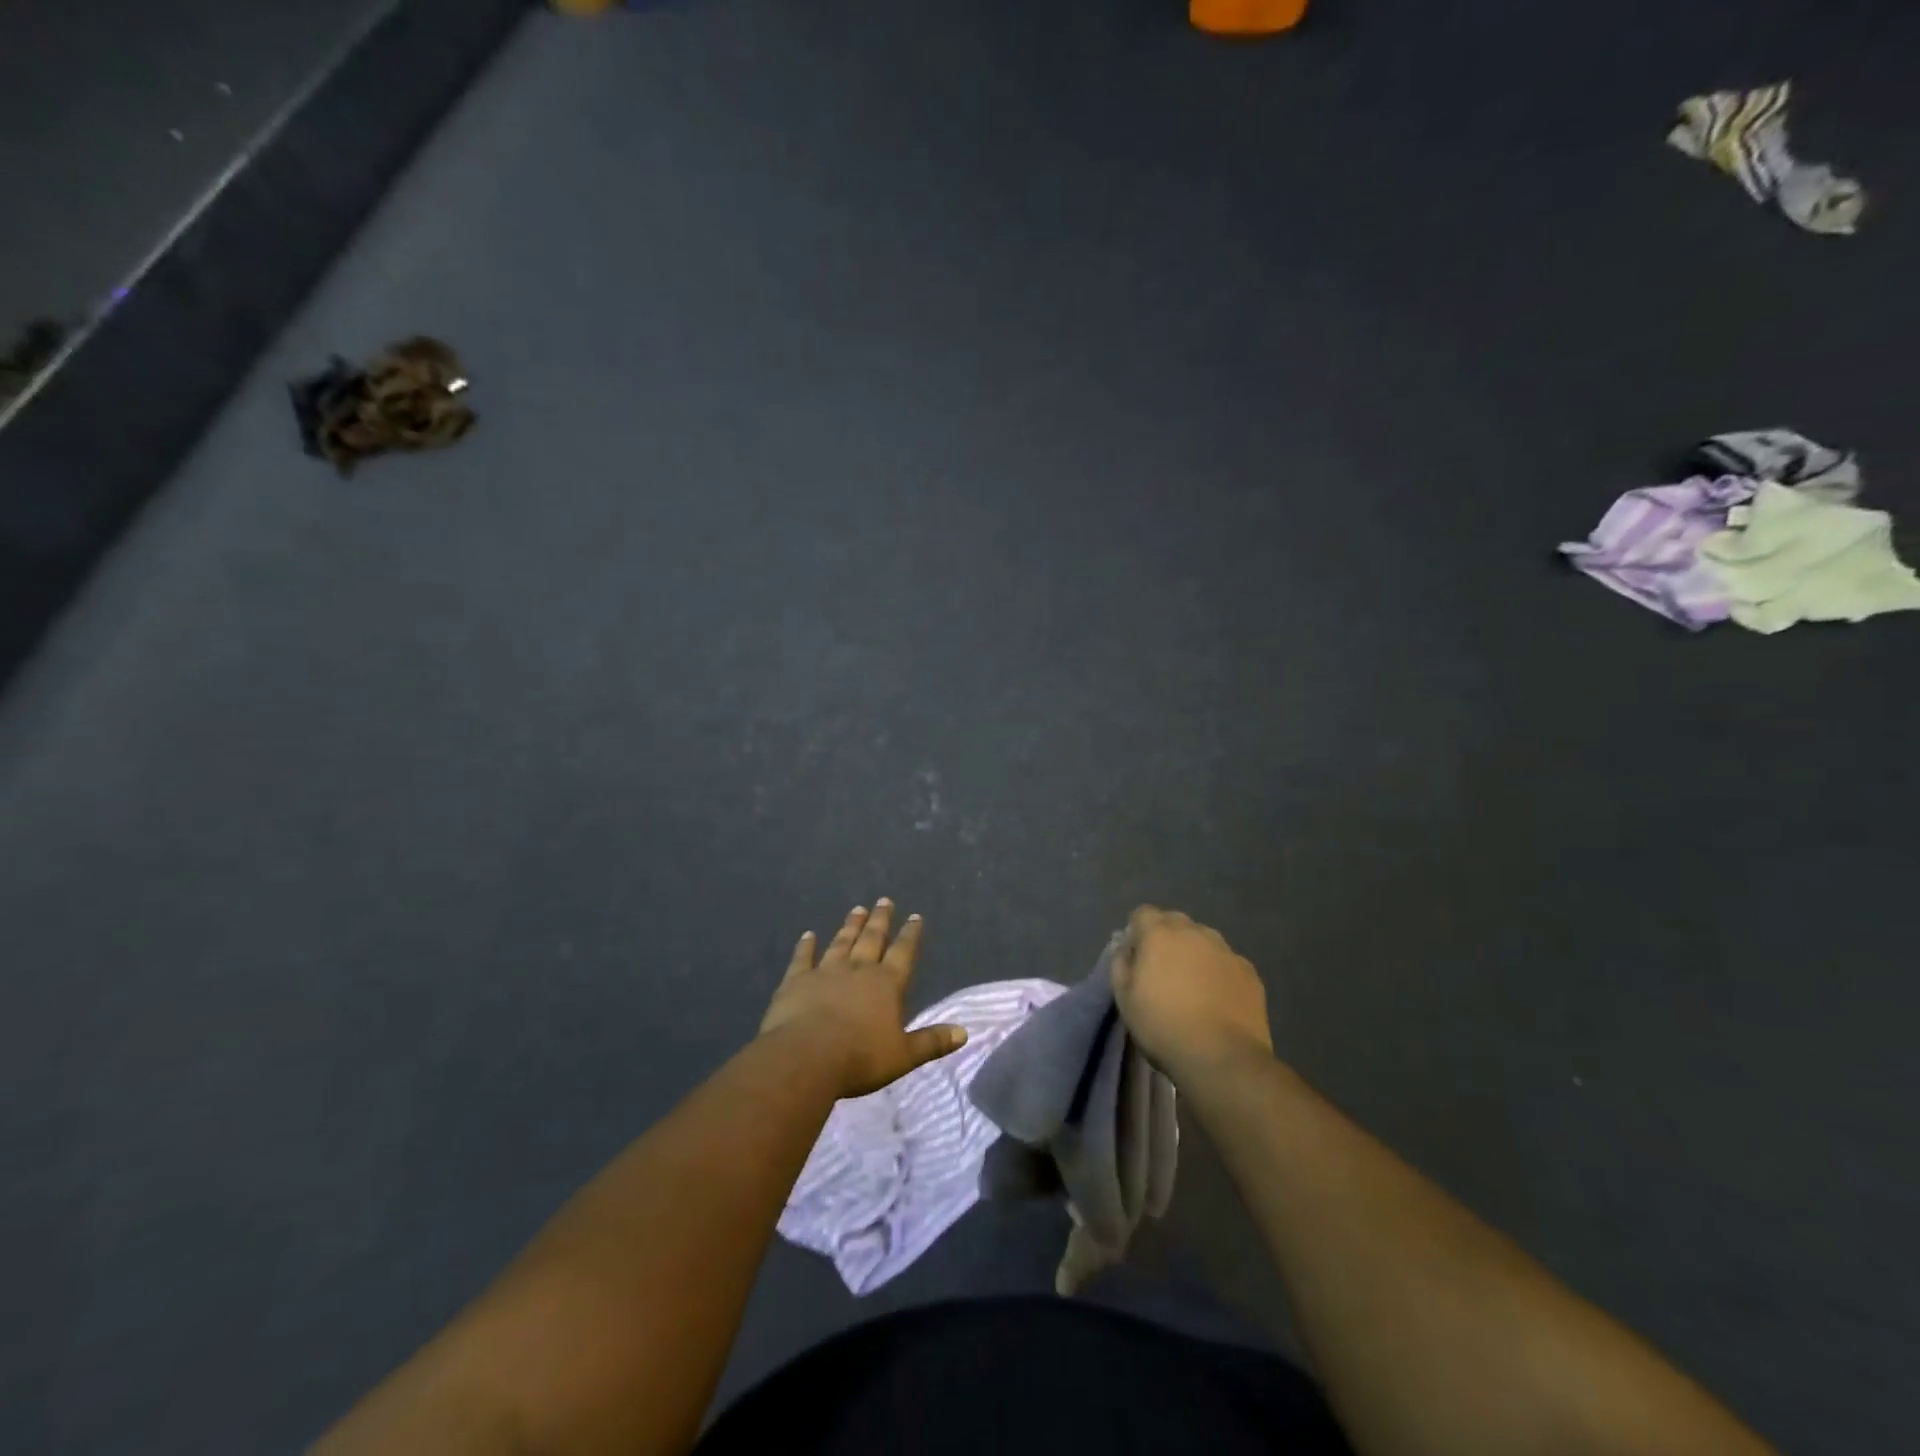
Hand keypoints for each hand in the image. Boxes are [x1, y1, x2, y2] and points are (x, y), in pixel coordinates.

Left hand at [760, 900, 967, 1097]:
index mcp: (886, 984)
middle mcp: (858, 970)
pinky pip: (803, 958)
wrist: (806, 1058)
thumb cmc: (860, 1058)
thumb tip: (964, 1033)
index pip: (903, 952)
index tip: (915, 916)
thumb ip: (932, 1042)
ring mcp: (825, 972)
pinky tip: (808, 934)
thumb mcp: (904, 1056)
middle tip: (884, 900)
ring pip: (841, 943)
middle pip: (872, 939)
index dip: (910, 934)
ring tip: (857, 909)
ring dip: (850, 926)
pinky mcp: (796, 981)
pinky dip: (806, 946)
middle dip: (880, 920)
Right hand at [1111, 906, 1273, 1084]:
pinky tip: (1218, 1000)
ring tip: (1193, 988)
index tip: (1136, 958)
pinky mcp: (1249, 971)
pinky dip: (1219, 973)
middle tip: (1163, 973)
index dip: (1136, 933)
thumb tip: (1126, 948)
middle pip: (1175, 922)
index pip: (1142, 914)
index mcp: (1159, 933)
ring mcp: (1225, 950)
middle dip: (1166, 939)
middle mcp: (1194, 932)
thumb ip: (1120, 964)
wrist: (1222, 1057)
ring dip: (1194, 954)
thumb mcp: (1124, 999)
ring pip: (1204, 940)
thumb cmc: (1163, 1026)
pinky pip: (1226, 962)